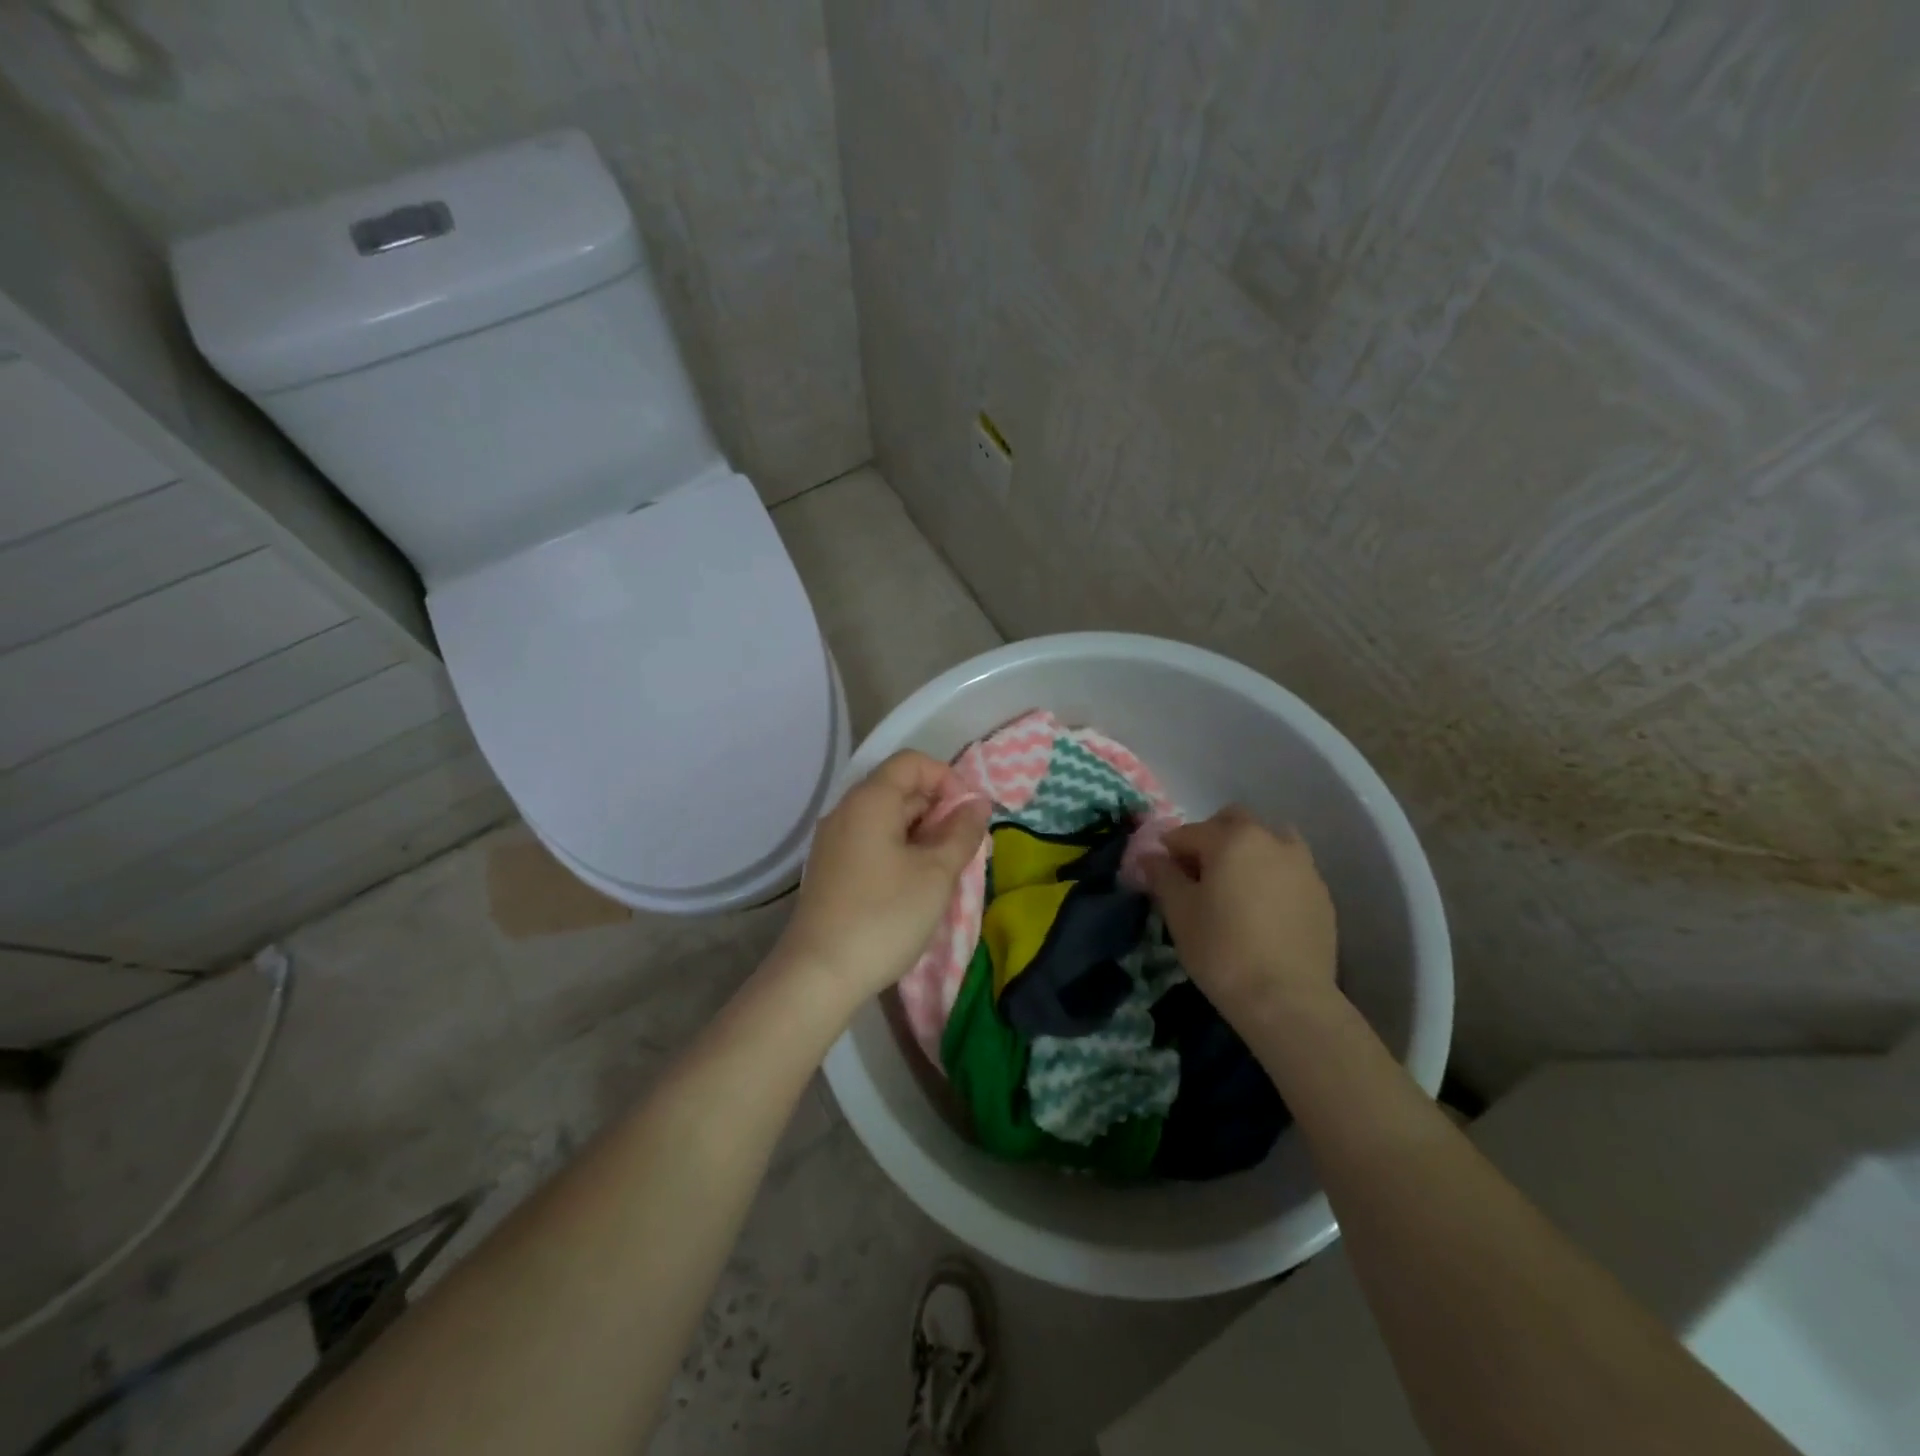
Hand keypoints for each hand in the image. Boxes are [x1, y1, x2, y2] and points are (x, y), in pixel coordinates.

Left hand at [775, 750, 990, 1004]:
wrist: (818, 974)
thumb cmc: (885, 916)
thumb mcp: (936, 874)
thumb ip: (961, 832)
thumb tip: (978, 804)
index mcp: (869, 800)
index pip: (912, 762)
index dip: (947, 779)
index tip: (969, 815)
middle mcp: (846, 810)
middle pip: (899, 789)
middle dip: (938, 810)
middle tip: (964, 849)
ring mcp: (833, 841)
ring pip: (886, 819)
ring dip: (921, 834)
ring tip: (945, 870)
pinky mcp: (830, 868)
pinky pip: (871, 842)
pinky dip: (899, 850)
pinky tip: (915, 885)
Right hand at [1146, 807, 1337, 1024]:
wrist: (1288, 1000)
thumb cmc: (1222, 950)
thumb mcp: (1179, 912)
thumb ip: (1163, 876)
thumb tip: (1150, 857)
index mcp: (1231, 838)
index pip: (1188, 833)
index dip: (1169, 852)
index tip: (1162, 876)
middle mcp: (1270, 840)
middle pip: (1234, 822)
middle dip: (1211, 838)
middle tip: (1199, 875)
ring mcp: (1303, 866)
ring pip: (1269, 841)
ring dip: (1248, 852)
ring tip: (1236, 888)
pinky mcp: (1322, 894)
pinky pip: (1290, 870)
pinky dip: (1272, 876)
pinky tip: (1263, 910)